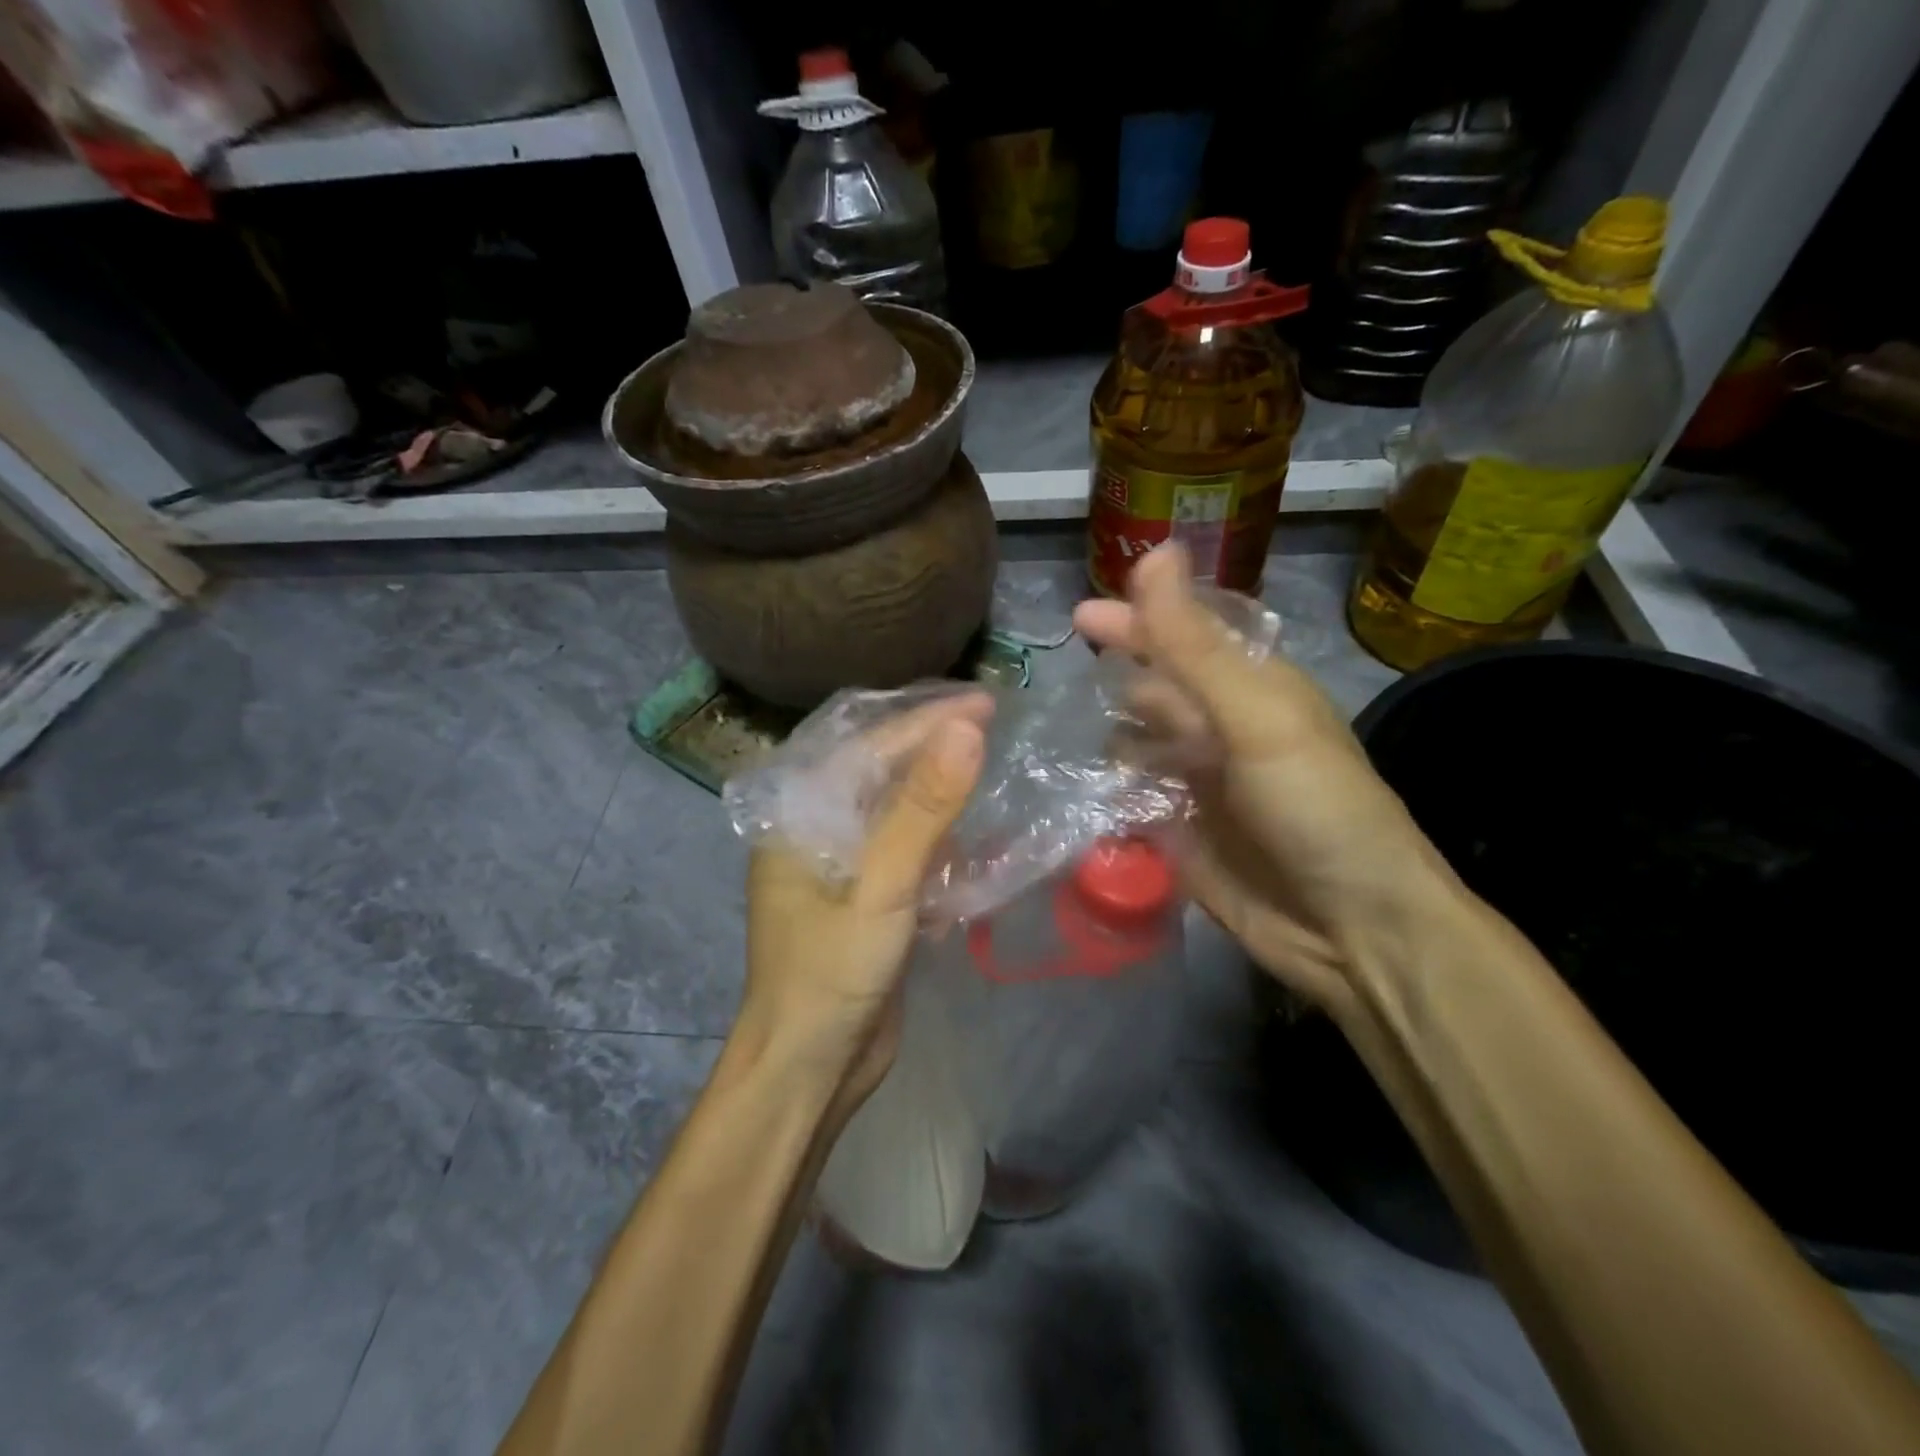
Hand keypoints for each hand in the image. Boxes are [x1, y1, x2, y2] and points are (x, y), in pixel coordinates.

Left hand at [736, 695, 988, 1108]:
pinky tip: (978, 837)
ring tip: (994, 769)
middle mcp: (816, 830)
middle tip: (996, 727)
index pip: (869, 746)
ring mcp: (843, 866)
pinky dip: (942, 842)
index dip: (928, 720)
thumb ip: (923, 809)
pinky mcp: (868, 898)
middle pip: (882, 772)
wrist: (810, 1072)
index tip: (987, 703)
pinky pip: (908, 852)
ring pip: (899, 811)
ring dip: (943, 793)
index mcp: (799, 813)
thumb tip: (967, 728)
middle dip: (936, 749)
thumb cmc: (831, 975)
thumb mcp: (882, 887)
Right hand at [1074, 546, 1461, 1021]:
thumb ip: (1194, 644)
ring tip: (1051, 735)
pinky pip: (1127, 804)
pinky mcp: (1176, 838)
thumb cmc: (1316, 807)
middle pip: (1154, 692)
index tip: (1081, 615)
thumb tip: (1155, 552)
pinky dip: (1101, 794)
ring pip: (1135, 747)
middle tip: (1055, 681)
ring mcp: (1196, 788)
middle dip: (1112, 680)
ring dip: (1100, 737)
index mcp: (1249, 692)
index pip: (1185, 639)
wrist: (1352, 929)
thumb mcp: (1257, 717)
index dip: (1138, 620)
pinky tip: (1065, 790)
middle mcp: (1220, 733)